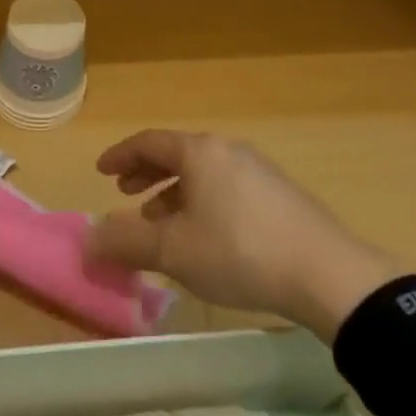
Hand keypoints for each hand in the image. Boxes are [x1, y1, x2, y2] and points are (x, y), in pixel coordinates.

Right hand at [86, 131, 404, 341]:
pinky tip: (205, 235)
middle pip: (177, 153)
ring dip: (175, 192)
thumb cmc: (238, 252)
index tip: (101, 170)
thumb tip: (90, 237)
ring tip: (162, 222)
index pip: (149, 142)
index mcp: (200, 152)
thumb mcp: (172, 251)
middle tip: (127, 193)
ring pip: (204, 173)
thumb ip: (126, 241)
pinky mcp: (280, 194)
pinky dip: (203, 201)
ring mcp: (259, 170)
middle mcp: (228, 150)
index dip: (120, 155)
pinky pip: (227, 186)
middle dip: (148, 173)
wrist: (325, 273)